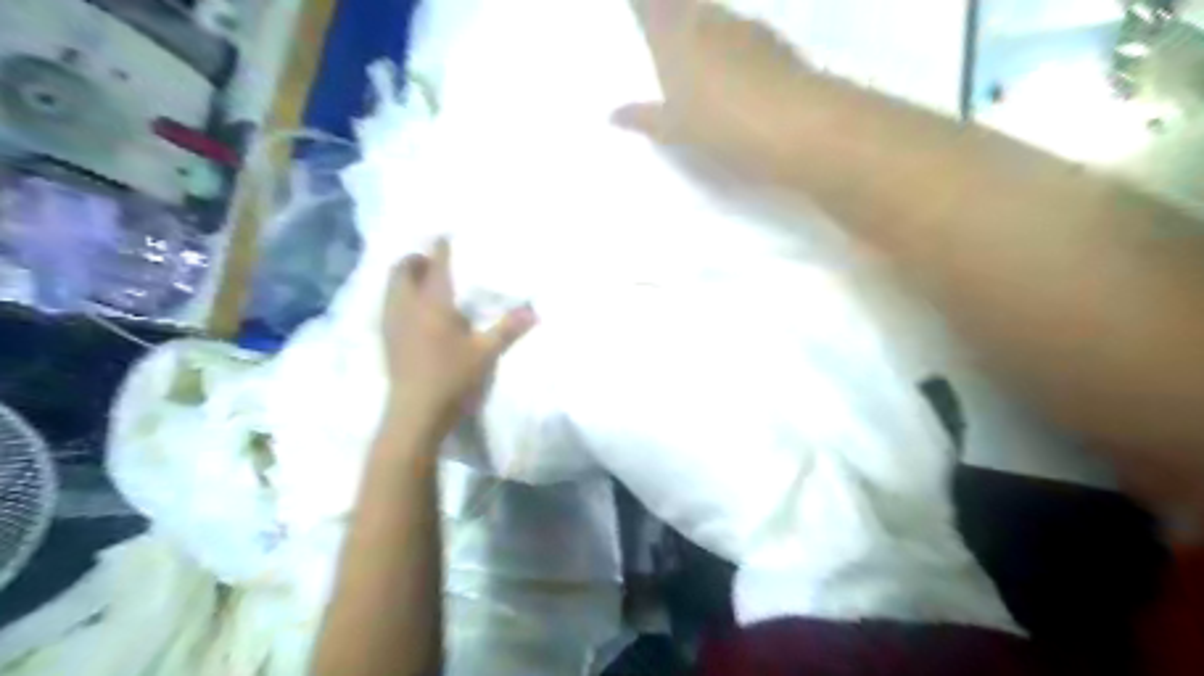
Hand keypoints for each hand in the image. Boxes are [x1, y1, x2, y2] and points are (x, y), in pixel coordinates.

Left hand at [386, 241, 535, 439]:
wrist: (416, 413)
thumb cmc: (452, 378)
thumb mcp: (486, 353)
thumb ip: (508, 329)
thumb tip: (535, 311)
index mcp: (432, 304)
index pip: (435, 265)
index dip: (440, 248)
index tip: (446, 235)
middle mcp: (406, 307)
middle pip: (402, 271)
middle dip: (415, 260)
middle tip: (432, 262)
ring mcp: (392, 324)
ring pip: (391, 288)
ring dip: (404, 279)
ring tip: (423, 283)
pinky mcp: (387, 340)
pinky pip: (388, 306)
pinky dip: (399, 298)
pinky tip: (413, 312)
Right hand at [616, 1, 812, 177]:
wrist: (794, 125)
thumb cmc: (720, 127)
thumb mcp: (674, 130)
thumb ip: (644, 118)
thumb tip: (614, 114)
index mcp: (673, 38)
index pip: (650, 5)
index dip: (643, 5)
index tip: (638, 10)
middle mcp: (706, 20)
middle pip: (683, 3)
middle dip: (671, 10)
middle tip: (664, 30)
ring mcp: (743, 26)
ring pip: (714, 14)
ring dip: (702, 23)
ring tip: (697, 49)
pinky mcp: (772, 39)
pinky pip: (741, 32)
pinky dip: (731, 42)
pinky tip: (734, 67)